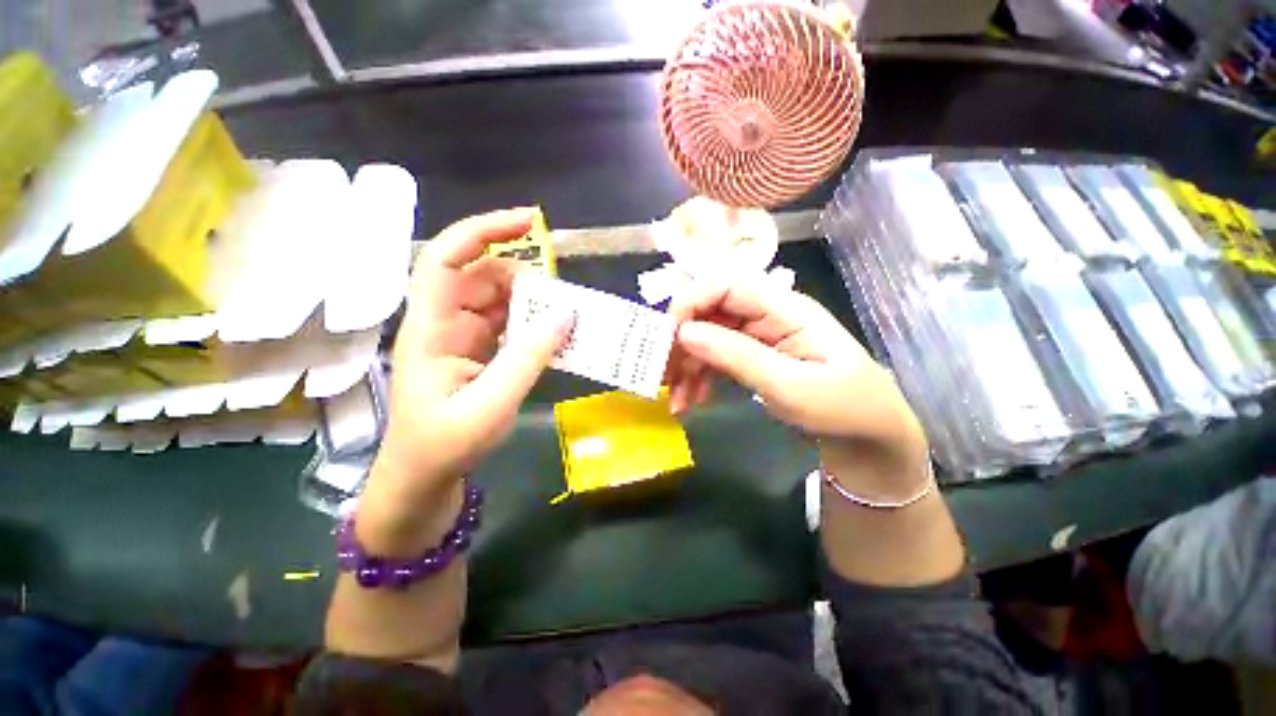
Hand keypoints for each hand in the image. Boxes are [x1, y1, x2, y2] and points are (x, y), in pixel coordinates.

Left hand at [364, 209, 572, 528]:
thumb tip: (566, 315)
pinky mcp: (479, 353)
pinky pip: (510, 325)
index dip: (483, 232)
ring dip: (534, 304)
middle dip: (526, 280)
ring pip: (501, 301)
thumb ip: (528, 359)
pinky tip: (556, 337)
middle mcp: (445, 324)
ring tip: (567, 320)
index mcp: (431, 330)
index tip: (528, 222)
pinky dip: (534, 325)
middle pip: (483, 278)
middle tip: (565, 300)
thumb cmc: (444, 448)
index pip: (447, 261)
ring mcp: (463, 338)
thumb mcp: (491, 406)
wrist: (422, 481)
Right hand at [667, 281, 926, 474]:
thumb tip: (684, 332)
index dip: (690, 302)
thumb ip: (737, 356)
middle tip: (663, 376)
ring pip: (706, 337)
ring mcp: (756, 335)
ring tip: (676, 401)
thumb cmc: (842, 408)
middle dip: (681, 342)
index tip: (668, 338)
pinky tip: (691, 401)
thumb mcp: (791, 386)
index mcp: (783, 307)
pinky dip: (697, 378)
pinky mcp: (750, 355)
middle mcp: (765, 314)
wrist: (867, 436)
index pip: (726, 284)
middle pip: (709, 311)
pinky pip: (714, 358)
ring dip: (685, 366)